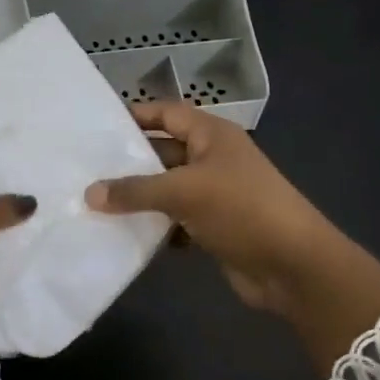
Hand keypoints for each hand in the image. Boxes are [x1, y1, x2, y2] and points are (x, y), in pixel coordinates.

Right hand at [86, 103, 379, 370]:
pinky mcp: (214, 226)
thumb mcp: (184, 192)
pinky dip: (154, 226)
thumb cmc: (242, 210)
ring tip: (94, 203)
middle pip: (163, 151)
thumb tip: (90, 193)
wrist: (294, 267)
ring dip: (138, 198)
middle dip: (129, 162)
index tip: (98, 127)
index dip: (136, 115)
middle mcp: (213, 158)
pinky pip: (175, 219)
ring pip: (167, 188)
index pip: (167, 113)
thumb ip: (135, 191)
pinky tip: (125, 234)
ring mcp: (215, 194)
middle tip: (85, 169)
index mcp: (212, 135)